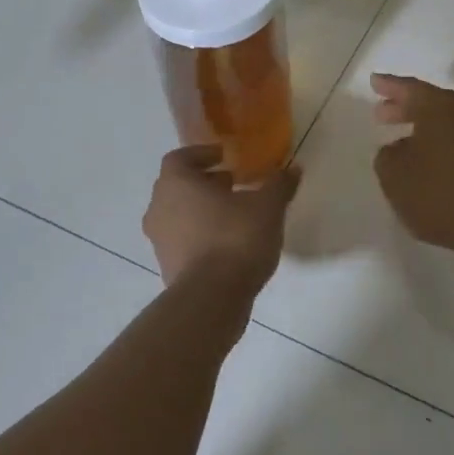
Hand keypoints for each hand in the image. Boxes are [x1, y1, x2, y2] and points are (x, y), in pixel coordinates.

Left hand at [142, 145, 296, 295]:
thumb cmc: (235, 238)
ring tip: (235, 215)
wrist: (212, 300)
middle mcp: (159, 208)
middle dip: (205, 182)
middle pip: (178, 186)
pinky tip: (228, 243)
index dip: (202, 154)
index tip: (225, 157)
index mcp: (176, 183)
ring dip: (202, 210)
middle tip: (233, 184)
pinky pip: (183, 241)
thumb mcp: (268, 206)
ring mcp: (159, 241)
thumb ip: (279, 184)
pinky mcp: (167, 268)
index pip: (180, 158)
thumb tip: (293, 169)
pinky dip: (201, 235)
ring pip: (179, 215)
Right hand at [371, 74, 453, 264]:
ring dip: (419, 127)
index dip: (389, 86)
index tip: (373, 82)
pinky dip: (433, 143)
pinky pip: (452, 141)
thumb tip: (396, 149)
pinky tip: (421, 161)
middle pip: (428, 102)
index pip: (409, 88)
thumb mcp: (394, 175)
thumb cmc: (438, 193)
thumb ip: (386, 156)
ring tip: (397, 139)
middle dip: (403, 106)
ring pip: (441, 122)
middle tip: (381, 113)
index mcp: (439, 108)